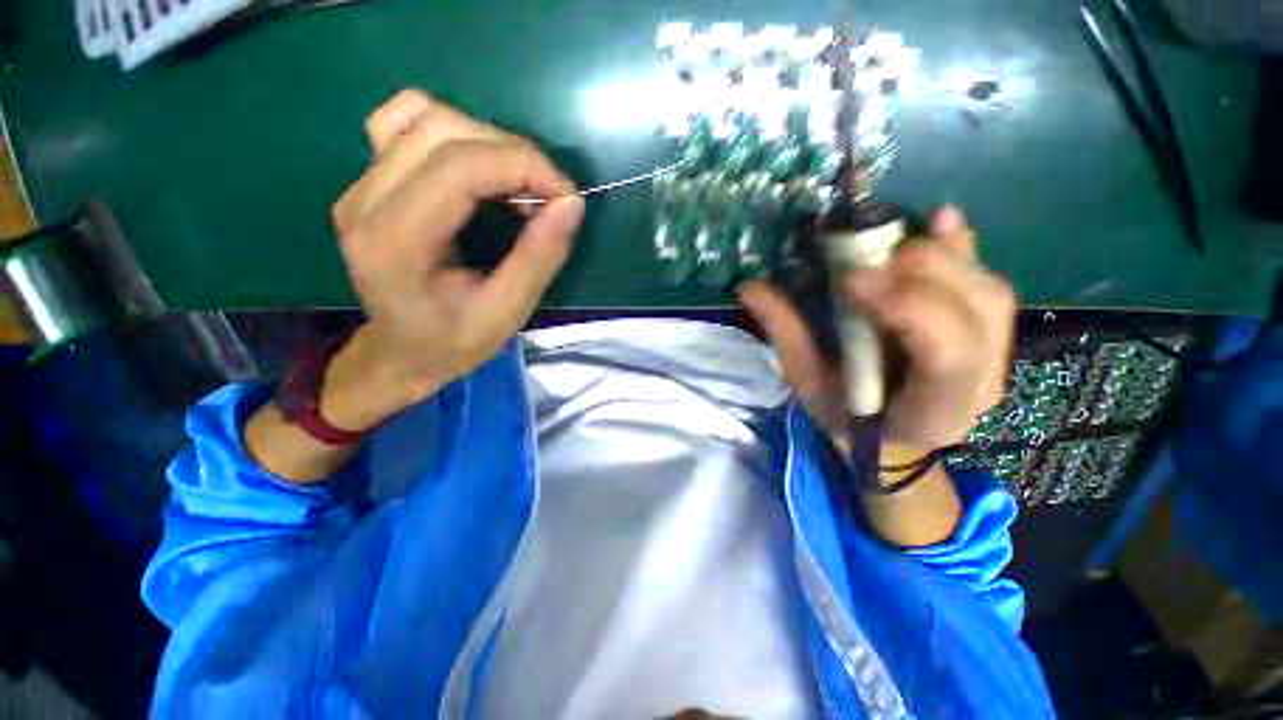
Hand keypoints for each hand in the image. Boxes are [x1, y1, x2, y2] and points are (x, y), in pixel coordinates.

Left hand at [324, 89, 584, 429]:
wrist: (402, 352)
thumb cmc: (454, 342)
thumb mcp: (507, 313)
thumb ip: (539, 258)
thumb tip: (571, 204)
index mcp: (396, 243)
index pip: (460, 167)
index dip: (524, 166)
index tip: (566, 197)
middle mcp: (365, 201)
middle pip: (444, 132)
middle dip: (514, 154)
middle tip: (549, 197)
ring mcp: (360, 185)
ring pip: (426, 117)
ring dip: (489, 143)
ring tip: (519, 186)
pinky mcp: (368, 180)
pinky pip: (402, 121)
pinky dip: (451, 131)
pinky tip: (476, 167)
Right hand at [738, 206, 1014, 453]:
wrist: (890, 436)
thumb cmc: (844, 417)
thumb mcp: (809, 385)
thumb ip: (788, 336)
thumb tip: (751, 288)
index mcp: (932, 413)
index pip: (947, 357)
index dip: (908, 308)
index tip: (852, 280)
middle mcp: (981, 384)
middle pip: (976, 313)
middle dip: (921, 273)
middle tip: (863, 259)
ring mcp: (995, 356)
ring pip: (988, 292)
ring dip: (940, 255)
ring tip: (890, 240)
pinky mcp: (990, 333)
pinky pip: (989, 283)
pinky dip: (964, 247)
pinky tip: (938, 220)